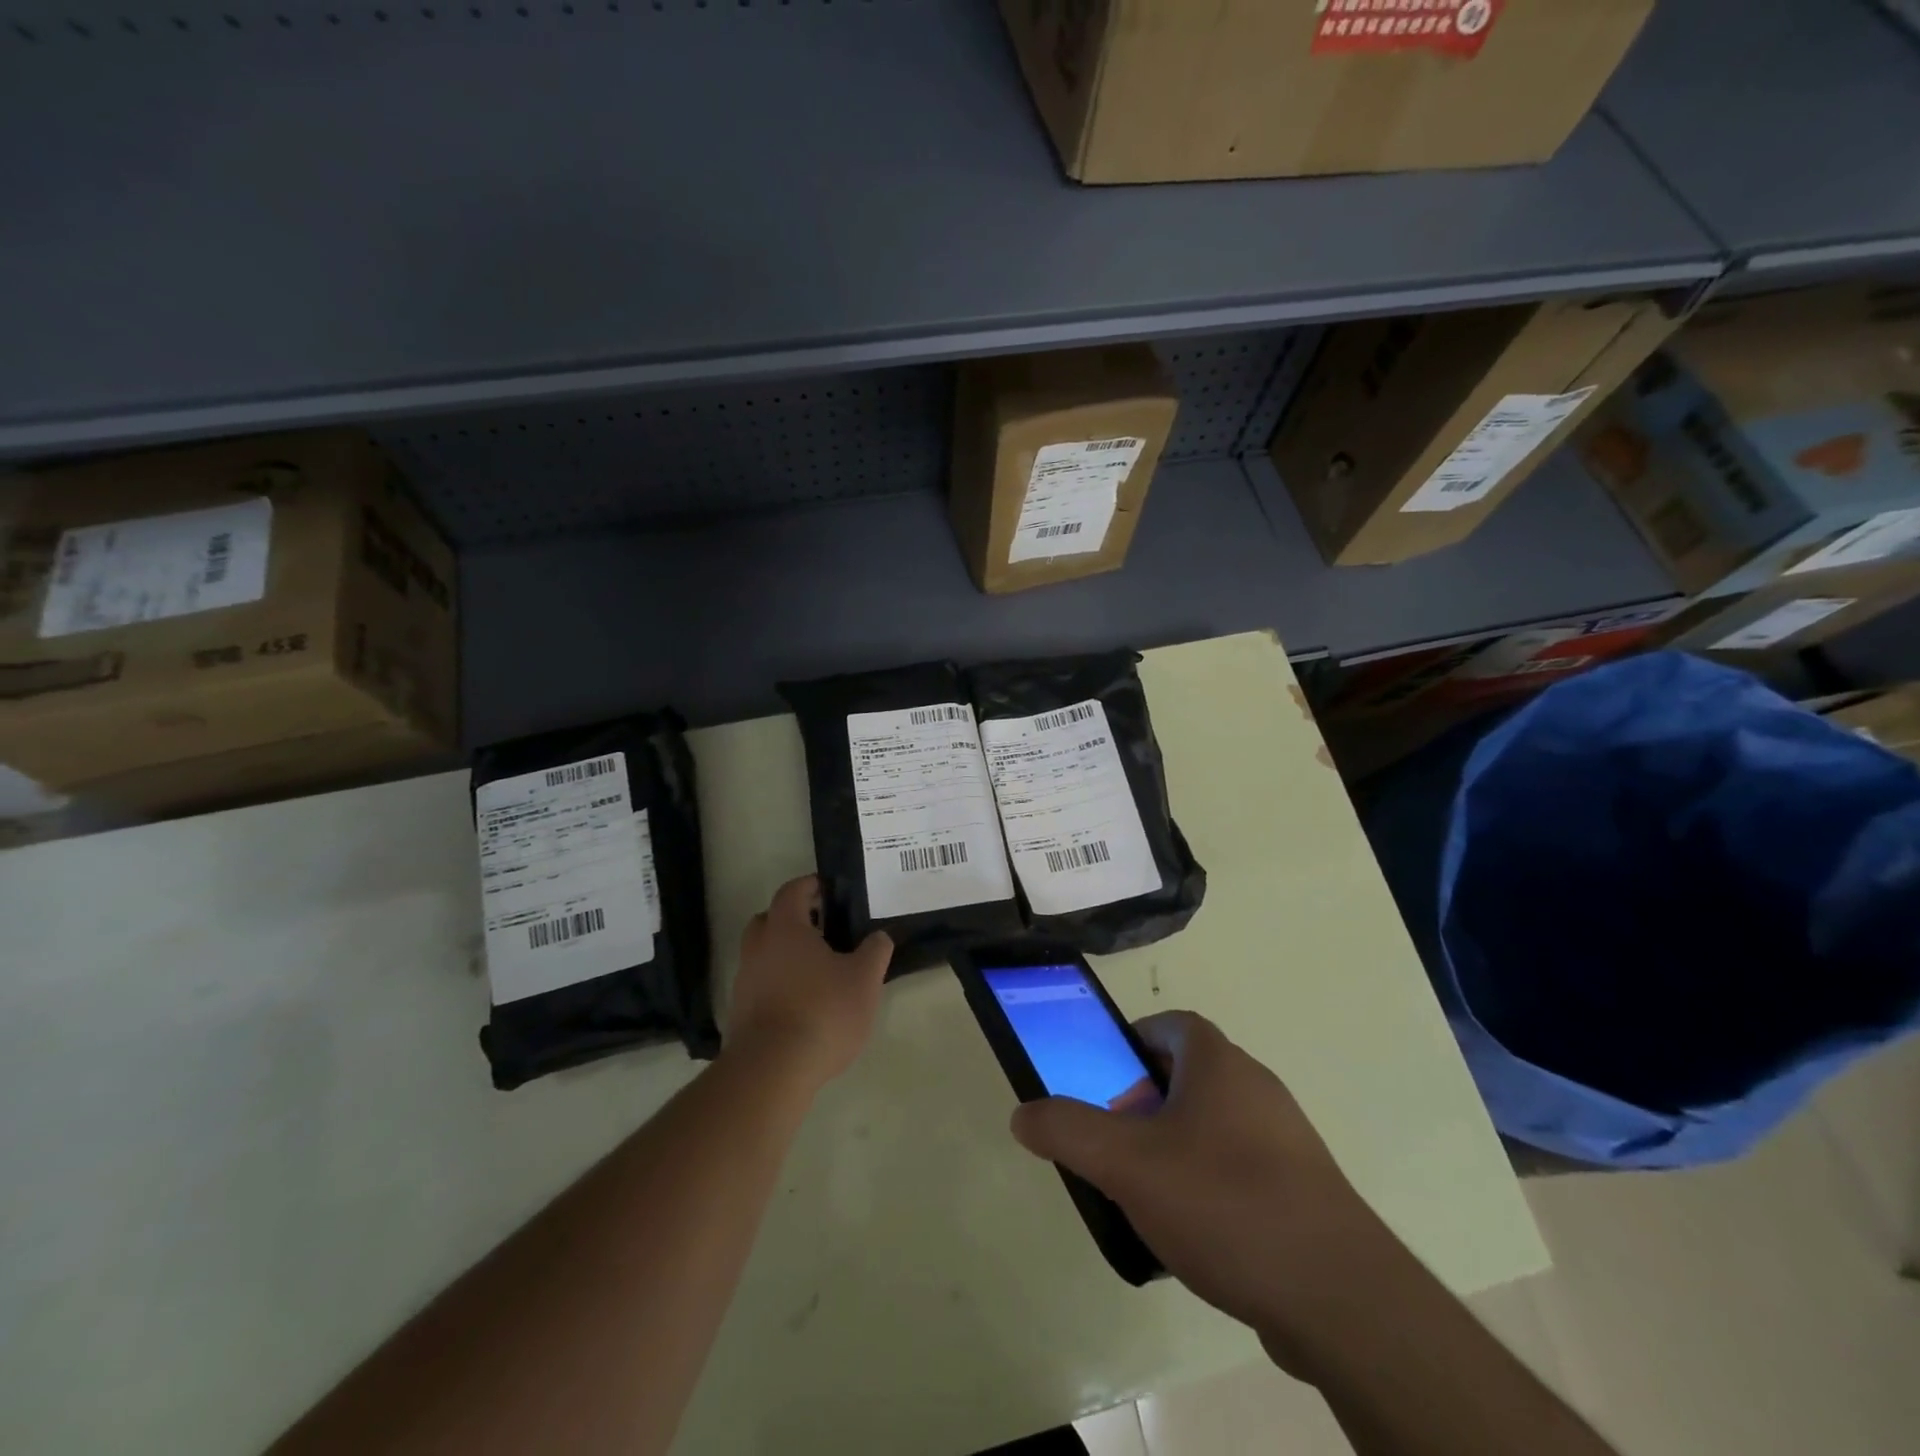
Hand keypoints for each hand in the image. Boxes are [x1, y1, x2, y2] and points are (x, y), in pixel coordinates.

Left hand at [727, 875, 892, 1090]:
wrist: (772, 1070)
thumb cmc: (822, 1011)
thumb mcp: (864, 979)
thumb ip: (875, 951)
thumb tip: (879, 936)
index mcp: (785, 929)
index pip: (792, 891)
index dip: (810, 886)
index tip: (829, 890)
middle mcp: (758, 948)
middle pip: (769, 920)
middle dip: (793, 919)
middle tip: (822, 928)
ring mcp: (744, 982)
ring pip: (762, 954)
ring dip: (784, 954)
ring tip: (817, 971)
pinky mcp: (739, 1014)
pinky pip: (759, 985)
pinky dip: (777, 984)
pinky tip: (802, 1003)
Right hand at [1009, 1011, 1398, 1375]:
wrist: (1339, 1297)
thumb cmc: (1224, 1202)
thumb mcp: (1127, 1164)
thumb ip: (1068, 1132)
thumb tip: (1023, 1114)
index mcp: (1219, 1063)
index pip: (1172, 1024)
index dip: (1134, 1042)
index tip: (1107, 1079)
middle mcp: (1257, 1087)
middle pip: (1190, 1074)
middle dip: (1147, 1101)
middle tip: (1118, 1142)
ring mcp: (1287, 1139)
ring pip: (1215, 1124)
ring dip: (1177, 1145)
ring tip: (1148, 1193)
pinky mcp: (1305, 1190)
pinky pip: (1243, 1167)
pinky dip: (1211, 1183)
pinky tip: (1196, 1234)